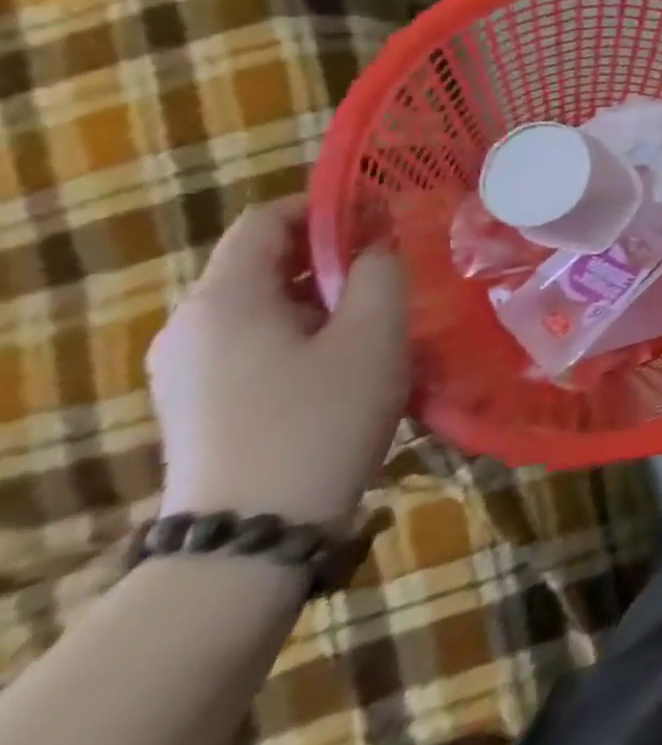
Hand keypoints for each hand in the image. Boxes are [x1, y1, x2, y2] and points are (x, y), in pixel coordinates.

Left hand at [149, 197, 410, 525]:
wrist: (252, 536)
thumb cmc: (320, 418)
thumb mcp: (374, 333)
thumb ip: (380, 270)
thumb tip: (375, 243)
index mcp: (224, 299)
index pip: (266, 220)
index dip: (326, 207)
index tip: (383, 218)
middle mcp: (190, 324)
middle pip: (262, 260)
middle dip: (330, 254)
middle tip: (392, 269)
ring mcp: (186, 368)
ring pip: (262, 302)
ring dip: (320, 295)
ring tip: (377, 315)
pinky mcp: (196, 401)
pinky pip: (252, 339)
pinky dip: (300, 330)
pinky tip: (344, 359)